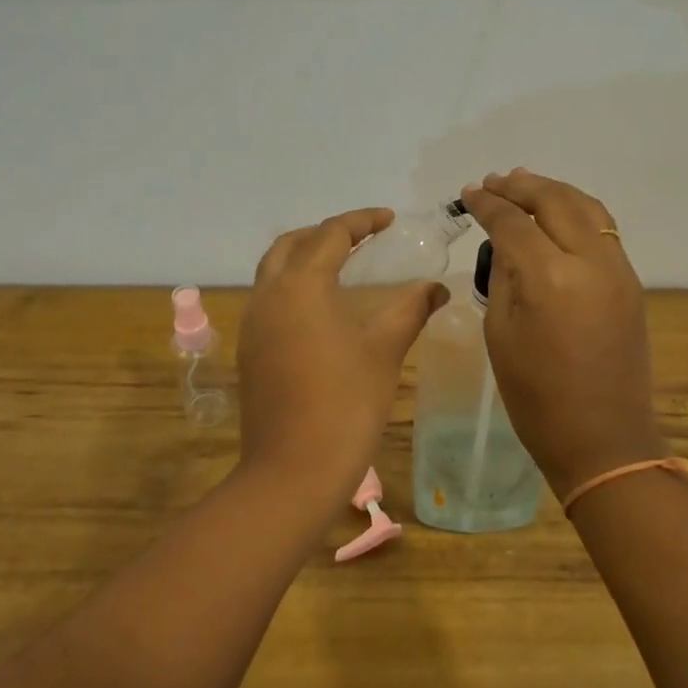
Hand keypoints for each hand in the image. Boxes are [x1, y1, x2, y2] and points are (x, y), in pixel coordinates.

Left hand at [238, 208, 448, 498]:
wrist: (294, 469)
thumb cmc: (346, 402)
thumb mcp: (385, 349)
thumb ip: (411, 310)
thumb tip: (437, 289)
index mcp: (300, 285)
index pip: (330, 234)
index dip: (361, 221)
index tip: (389, 218)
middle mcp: (268, 295)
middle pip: (291, 244)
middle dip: (325, 233)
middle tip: (360, 237)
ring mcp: (253, 324)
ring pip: (273, 271)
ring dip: (304, 257)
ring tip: (341, 265)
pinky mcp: (250, 350)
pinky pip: (269, 299)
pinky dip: (293, 286)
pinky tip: (320, 308)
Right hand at [459, 171, 663, 497]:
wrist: (603, 439)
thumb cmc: (536, 397)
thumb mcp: (500, 333)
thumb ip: (504, 277)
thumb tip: (506, 243)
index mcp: (549, 278)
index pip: (513, 222)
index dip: (487, 204)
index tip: (469, 194)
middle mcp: (589, 262)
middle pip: (554, 200)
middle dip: (520, 186)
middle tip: (494, 182)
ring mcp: (618, 270)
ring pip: (587, 207)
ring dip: (553, 191)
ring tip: (524, 185)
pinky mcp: (631, 283)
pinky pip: (603, 229)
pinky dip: (577, 211)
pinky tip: (558, 214)